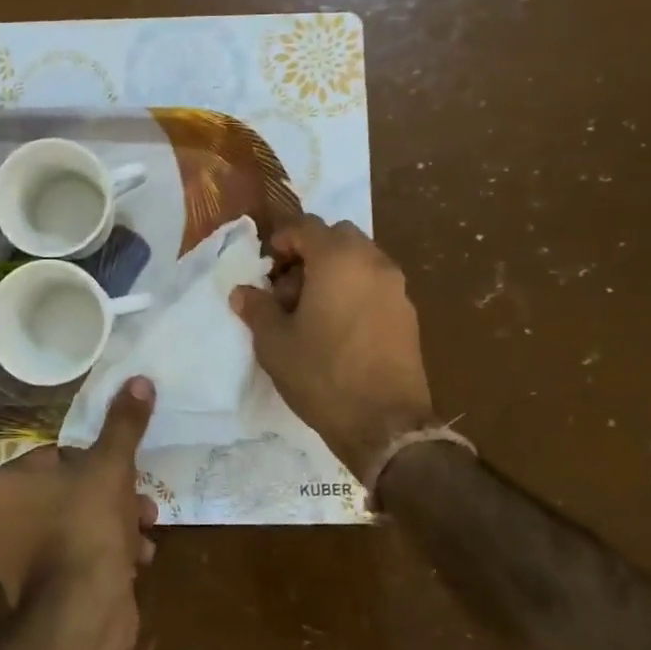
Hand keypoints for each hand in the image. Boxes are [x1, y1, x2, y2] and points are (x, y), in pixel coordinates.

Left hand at [0, 378, 159, 618]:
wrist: (81, 614)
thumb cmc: (87, 525)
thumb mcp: (111, 465)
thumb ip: (124, 423)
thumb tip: (139, 380)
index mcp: (5, 484)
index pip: (56, 455)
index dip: (96, 462)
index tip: (123, 472)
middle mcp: (0, 520)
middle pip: (70, 490)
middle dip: (114, 495)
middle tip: (142, 503)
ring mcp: (16, 560)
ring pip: (77, 523)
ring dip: (117, 523)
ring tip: (146, 532)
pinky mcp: (37, 591)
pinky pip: (76, 557)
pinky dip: (105, 554)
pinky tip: (136, 561)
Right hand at [230, 214, 436, 480]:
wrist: (385, 423)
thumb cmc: (322, 374)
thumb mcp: (275, 343)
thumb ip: (257, 308)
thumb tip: (243, 292)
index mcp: (338, 259)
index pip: (306, 226)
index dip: (281, 240)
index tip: (267, 267)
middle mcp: (373, 262)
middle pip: (338, 237)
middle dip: (310, 253)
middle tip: (288, 287)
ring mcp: (396, 287)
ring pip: (360, 259)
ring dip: (333, 271)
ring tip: (311, 310)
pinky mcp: (408, 313)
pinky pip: (375, 284)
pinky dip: (354, 290)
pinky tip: (337, 327)